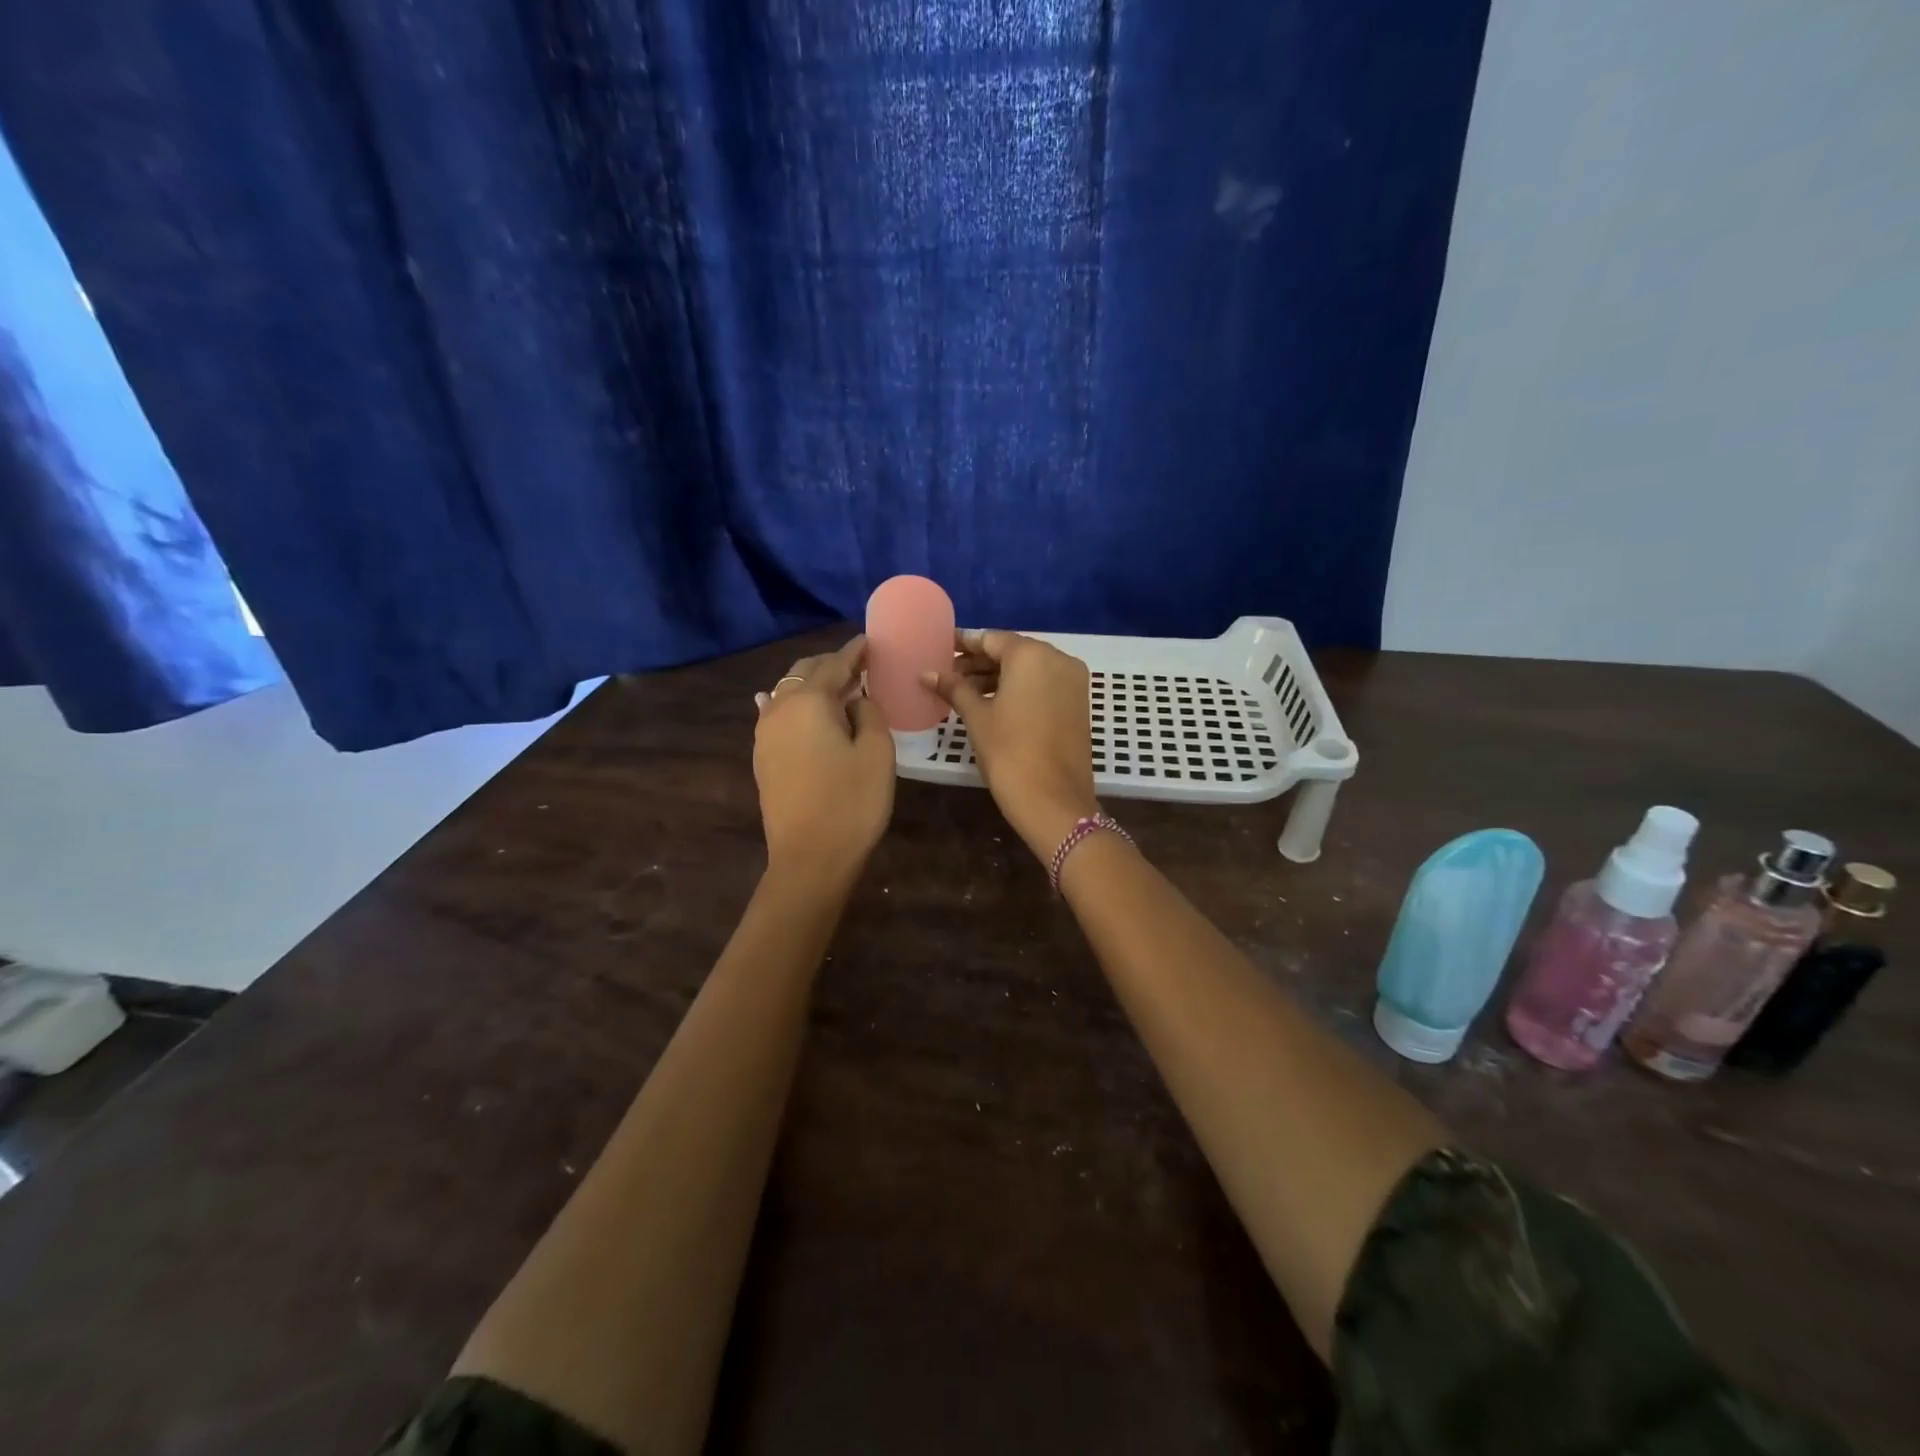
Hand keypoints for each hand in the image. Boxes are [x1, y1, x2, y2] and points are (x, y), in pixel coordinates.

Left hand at [753, 637, 894, 891]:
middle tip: (859, 665)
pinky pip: (776, 716)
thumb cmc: (852, 803)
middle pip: (805, 673)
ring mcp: (765, 734)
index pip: (835, 664)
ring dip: (812, 685)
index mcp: (809, 701)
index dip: (855, 652)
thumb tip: (856, 700)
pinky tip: (786, 702)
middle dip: (831, 665)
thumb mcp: (877, 752)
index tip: (870, 641)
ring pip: (787, 693)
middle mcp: (779, 709)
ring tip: (838, 687)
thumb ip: (870, 713)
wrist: (809, 858)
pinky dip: (792, 705)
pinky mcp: (762, 757)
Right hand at [925, 629, 1099, 862]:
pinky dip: (1019, 689)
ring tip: (963, 692)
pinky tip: (992, 703)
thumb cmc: (1009, 753)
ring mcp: (1073, 681)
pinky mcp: (1078, 703)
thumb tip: (926, 673)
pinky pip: (1043, 685)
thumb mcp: (977, 717)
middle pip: (1012, 652)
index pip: (991, 639)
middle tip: (948, 675)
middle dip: (980, 662)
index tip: (940, 649)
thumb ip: (954, 688)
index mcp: (1032, 655)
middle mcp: (1058, 659)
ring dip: (998, 677)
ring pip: (1029, 669)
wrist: (1053, 801)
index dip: (963, 644)